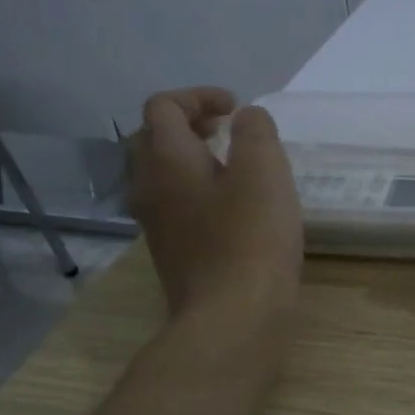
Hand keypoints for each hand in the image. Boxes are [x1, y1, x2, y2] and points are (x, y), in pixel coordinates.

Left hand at [127, 87, 301, 322]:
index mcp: (167, 159)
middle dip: (189, 123)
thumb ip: (256, 133)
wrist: (231, 319)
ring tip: (232, 165)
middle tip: (227, 129)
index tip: (236, 108)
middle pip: (154, 138)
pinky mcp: (171, 252)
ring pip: (161, 174)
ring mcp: (156, 224)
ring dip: (191, 158)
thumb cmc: (251, 238)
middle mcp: (149, 186)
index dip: (198, 96)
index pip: (163, 106)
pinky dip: (197, 190)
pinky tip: (233, 208)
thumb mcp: (265, 172)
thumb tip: (247, 119)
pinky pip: (174, 204)